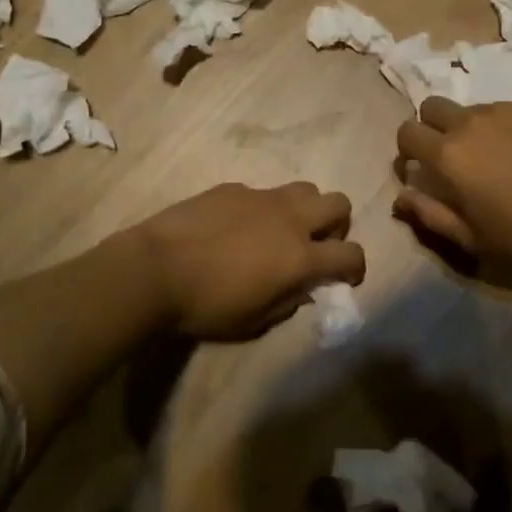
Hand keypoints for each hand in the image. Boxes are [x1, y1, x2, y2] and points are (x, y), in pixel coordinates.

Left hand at [125, 182, 363, 339]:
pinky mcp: (234, 188)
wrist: (156, 268)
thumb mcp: (253, 322)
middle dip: (337, 225)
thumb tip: (302, 289)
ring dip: (305, 210)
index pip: (351, 254)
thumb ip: (287, 303)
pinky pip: (263, 192)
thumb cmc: (206, 306)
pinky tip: (236, 227)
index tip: (346, 278)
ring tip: (281, 231)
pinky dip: (262, 209)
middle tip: (315, 246)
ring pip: (305, 188)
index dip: (356, 267)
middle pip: (338, 204)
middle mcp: (290, 219)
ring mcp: (262, 197)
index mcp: (300, 256)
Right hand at [394, 98, 511, 268]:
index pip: (406, 133)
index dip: (408, 150)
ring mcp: (504, 108)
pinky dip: (510, 126)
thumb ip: (430, 214)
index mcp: (447, 154)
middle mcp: (469, 121)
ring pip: (472, 108)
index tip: (422, 169)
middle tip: (454, 156)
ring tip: (502, 157)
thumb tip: (401, 196)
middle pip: (431, 106)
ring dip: (473, 128)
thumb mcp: (473, 238)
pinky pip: (509, 109)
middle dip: (432, 126)